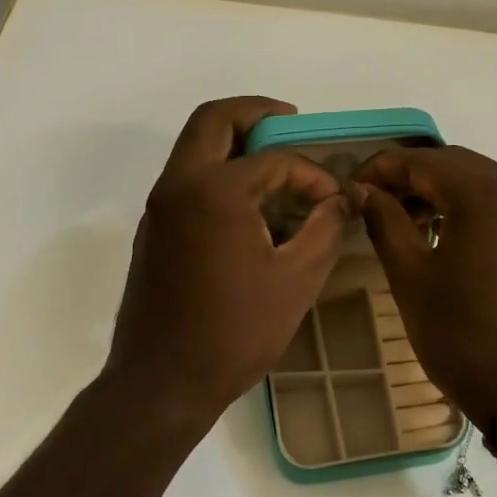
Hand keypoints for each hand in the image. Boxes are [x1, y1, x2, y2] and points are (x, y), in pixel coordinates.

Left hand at [106, 98, 351, 428]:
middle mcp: (178, 186)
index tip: (336, 201)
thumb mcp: (297, 280)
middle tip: (290, 122)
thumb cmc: (235, 333)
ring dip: (234, 142)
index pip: (275, 160)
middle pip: (214, 121)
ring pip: (194, 148)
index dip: (313, 174)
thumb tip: (343, 199)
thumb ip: (326, 227)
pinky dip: (218, 172)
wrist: (162, 383)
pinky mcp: (153, 231)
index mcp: (214, 191)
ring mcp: (158, 208)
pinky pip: (187, 180)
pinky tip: (251, 205)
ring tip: (277, 163)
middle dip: (256, 113)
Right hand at [355, 146, 496, 425]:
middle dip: (413, 176)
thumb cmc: (461, 337)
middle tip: (375, 200)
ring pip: (482, 183)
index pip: (424, 161)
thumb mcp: (411, 278)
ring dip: (442, 191)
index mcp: (486, 196)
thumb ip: (385, 222)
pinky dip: (471, 208)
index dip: (383, 167)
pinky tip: (446, 234)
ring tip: (406, 220)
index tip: (352, 184)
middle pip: (457, 164)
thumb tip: (363, 190)